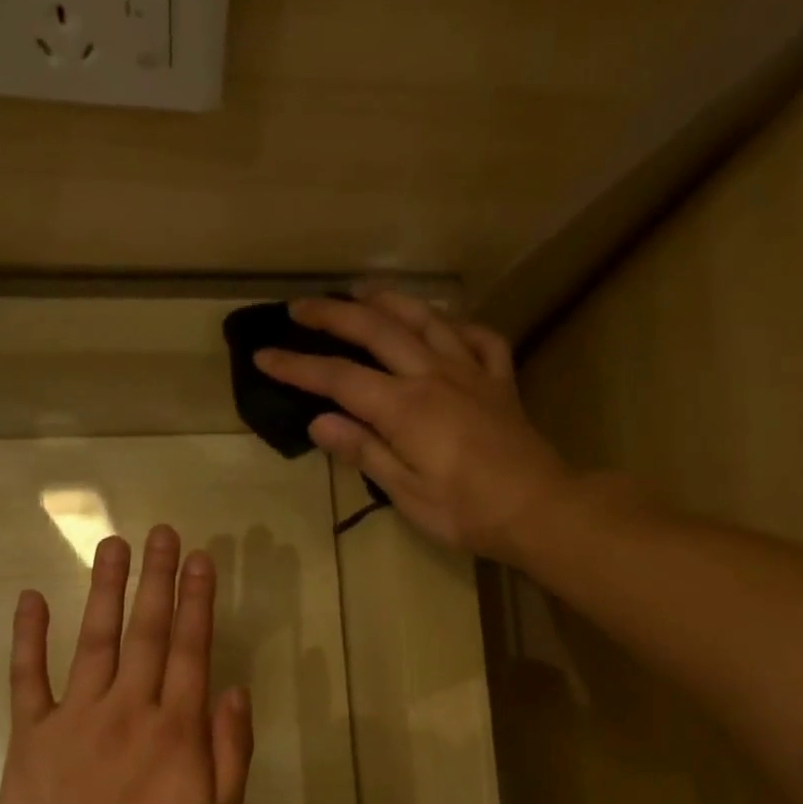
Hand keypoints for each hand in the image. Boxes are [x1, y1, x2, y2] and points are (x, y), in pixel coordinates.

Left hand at [0, 526, 254, 803]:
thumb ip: (231, 751)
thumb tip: (234, 691)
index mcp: (175, 726)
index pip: (191, 648)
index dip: (197, 600)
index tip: (200, 559)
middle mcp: (128, 706)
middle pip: (147, 630)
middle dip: (157, 578)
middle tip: (162, 532)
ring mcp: (75, 714)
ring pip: (95, 639)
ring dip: (106, 589)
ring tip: (113, 545)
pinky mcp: (31, 732)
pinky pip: (27, 676)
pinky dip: (28, 637)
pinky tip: (30, 599)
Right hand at [254, 290, 575, 562]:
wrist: (538, 508)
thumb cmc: (466, 511)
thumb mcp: (406, 492)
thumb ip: (364, 451)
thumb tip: (319, 422)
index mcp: (404, 407)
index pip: (338, 378)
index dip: (297, 366)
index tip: (264, 355)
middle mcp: (433, 375)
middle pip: (376, 331)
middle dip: (333, 316)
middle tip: (301, 306)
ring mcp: (471, 372)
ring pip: (426, 319)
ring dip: (390, 300)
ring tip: (362, 292)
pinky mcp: (500, 380)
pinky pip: (480, 338)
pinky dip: (459, 325)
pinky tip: (446, 324)